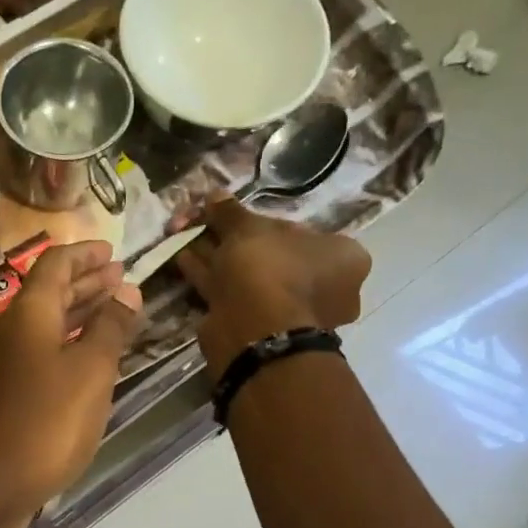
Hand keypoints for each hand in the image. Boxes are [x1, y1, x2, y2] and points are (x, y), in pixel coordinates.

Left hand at [0, 241, 143, 515]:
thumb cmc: (47, 421)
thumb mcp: (91, 370)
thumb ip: (111, 327)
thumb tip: (127, 289)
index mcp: (27, 313)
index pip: (55, 265)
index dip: (85, 255)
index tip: (113, 251)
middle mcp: (9, 330)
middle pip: (48, 293)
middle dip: (86, 282)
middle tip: (120, 277)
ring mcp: (2, 363)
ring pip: (45, 324)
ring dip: (79, 312)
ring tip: (114, 309)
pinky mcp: (4, 392)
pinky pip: (40, 351)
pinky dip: (67, 343)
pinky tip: (89, 356)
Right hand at [177, 199, 371, 374]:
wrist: (255, 332)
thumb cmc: (270, 269)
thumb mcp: (249, 228)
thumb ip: (231, 212)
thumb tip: (214, 195)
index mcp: (342, 258)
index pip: (303, 231)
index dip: (263, 222)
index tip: (235, 218)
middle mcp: (326, 288)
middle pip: (273, 255)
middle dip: (235, 241)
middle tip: (206, 227)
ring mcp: (293, 313)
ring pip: (250, 277)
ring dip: (217, 258)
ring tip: (186, 240)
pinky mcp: (262, 331)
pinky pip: (235, 296)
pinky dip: (211, 279)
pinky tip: (184, 261)